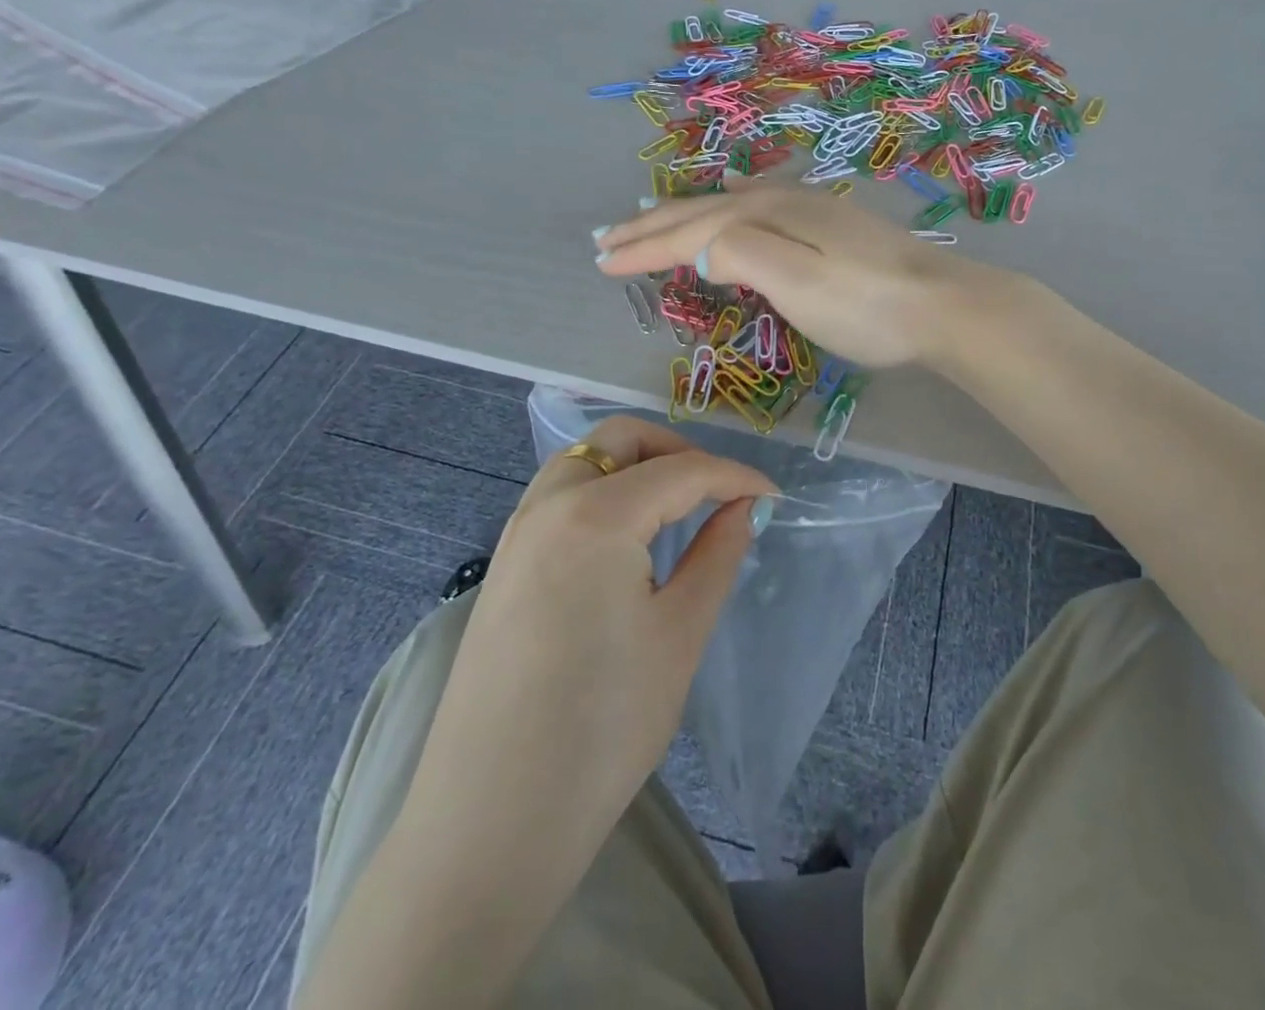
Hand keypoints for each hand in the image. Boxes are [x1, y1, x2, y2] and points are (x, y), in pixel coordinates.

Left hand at [405, 416, 776, 846]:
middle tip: (717, 495)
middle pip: (621, 439)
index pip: (681, 470)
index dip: (735, 477)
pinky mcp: (503, 566)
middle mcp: (547, 505)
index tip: (773, 497)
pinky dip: (604, 494)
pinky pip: (560, 497)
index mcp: (594, 515)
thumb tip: (744, 508)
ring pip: (585, 461)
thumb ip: (717, 554)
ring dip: (637, 468)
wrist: (491, 824)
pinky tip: (629, 543)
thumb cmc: (603, 727)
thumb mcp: (679, 634)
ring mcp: (516, 534)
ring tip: (678, 515)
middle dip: (678, 451)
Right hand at [594, 184, 984, 367]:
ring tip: (648, 214)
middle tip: (605, 237)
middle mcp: (783, 202)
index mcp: (768, 216)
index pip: (690, 232)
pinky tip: (729, 200)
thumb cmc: (867, 305)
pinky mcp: (829, 226)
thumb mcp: (798, 284)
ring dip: (683, 213)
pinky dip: (726, 207)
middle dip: (652, 225)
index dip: (644, 247)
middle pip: (703, 211)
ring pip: (728, 205)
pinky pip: (757, 206)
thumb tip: (698, 251)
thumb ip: (742, 257)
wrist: (945, 306)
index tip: (599, 262)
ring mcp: (810, 210)